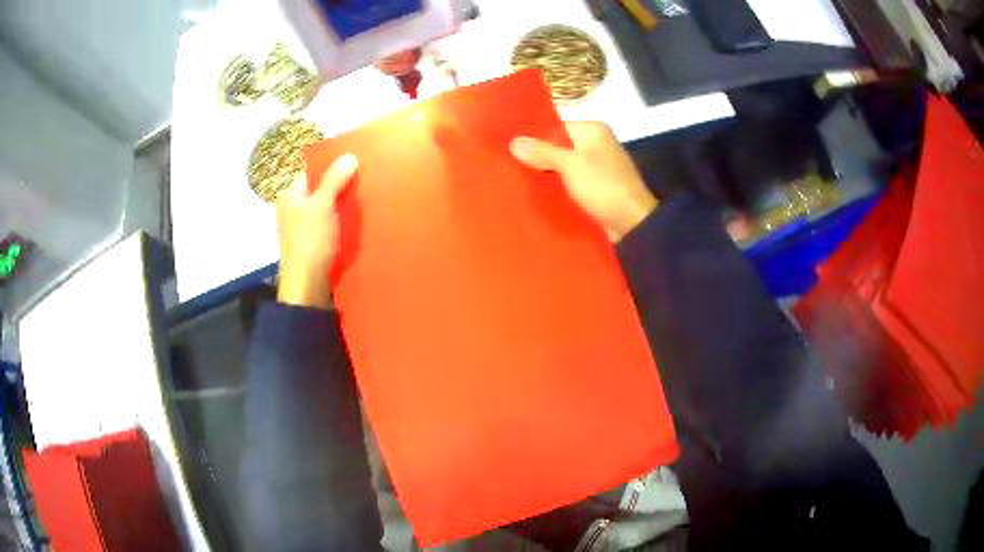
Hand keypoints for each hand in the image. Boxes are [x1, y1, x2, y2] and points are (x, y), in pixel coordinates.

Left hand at [276, 154, 358, 308]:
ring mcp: (302, 229)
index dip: (330, 167)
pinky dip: (341, 224)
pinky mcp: (313, 245)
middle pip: (319, 190)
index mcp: (291, 197)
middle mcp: (293, 210)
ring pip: (326, 209)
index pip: (310, 172)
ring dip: (342, 206)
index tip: (354, 164)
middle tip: (364, 181)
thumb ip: (334, 180)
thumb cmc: (310, 242)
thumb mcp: (322, 206)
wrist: (307, 287)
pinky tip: (357, 224)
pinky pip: (329, 226)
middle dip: (340, 187)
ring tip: (365, 200)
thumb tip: (349, 155)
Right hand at [510, 122, 656, 241]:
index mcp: (593, 131)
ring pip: (562, 166)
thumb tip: (514, 141)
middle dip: (537, 157)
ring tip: (515, 179)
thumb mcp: (571, 165)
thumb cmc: (603, 186)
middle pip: (558, 147)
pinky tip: (535, 194)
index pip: (556, 126)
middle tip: (507, 164)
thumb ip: (542, 152)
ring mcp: (596, 168)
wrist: (632, 223)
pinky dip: (556, 187)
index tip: (509, 146)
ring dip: (545, 174)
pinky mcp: (595, 188)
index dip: (534, 136)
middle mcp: (595, 145)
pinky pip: (570, 183)